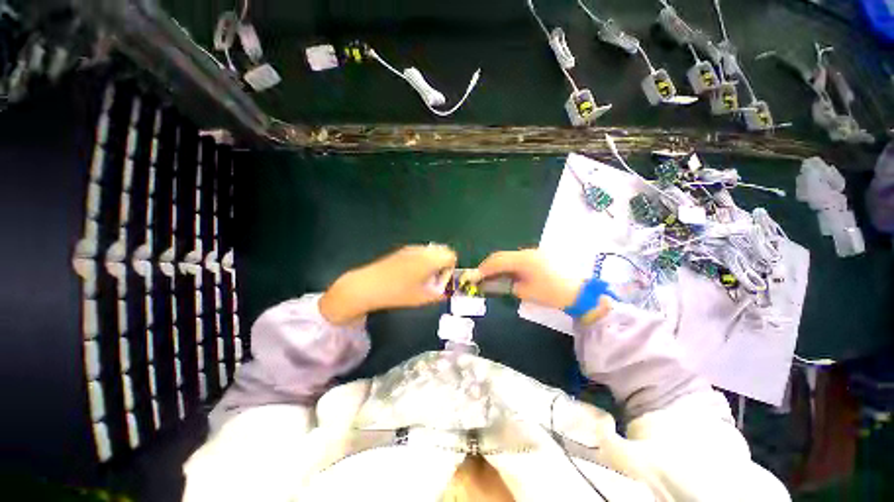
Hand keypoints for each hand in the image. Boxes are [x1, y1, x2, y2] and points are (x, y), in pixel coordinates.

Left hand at [320, 244, 456, 324]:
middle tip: (433, 280)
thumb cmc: (398, 293)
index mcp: (430, 259)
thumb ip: (441, 293)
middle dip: (442, 264)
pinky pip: (419, 252)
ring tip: (421, 278)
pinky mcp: (401, 251)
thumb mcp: (423, 297)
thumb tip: (447, 289)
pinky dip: (422, 260)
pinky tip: (410, 274)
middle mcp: (423, 249)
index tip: (440, 282)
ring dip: (432, 262)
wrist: (368, 286)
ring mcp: (411, 248)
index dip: (450, 269)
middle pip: (442, 250)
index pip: (451, 255)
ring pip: (430, 251)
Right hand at [477, 249, 579, 309]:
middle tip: (479, 276)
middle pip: (501, 255)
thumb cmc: (551, 293)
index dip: (483, 269)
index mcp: (523, 260)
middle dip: (488, 265)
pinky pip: (516, 259)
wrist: (578, 292)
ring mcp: (532, 253)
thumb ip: (507, 286)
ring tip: (490, 276)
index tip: (473, 277)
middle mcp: (526, 252)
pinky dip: (507, 265)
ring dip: (497, 265)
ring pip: (508, 256)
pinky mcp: (537, 256)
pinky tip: (505, 274)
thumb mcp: (525, 292)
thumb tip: (494, 283)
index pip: (497, 261)